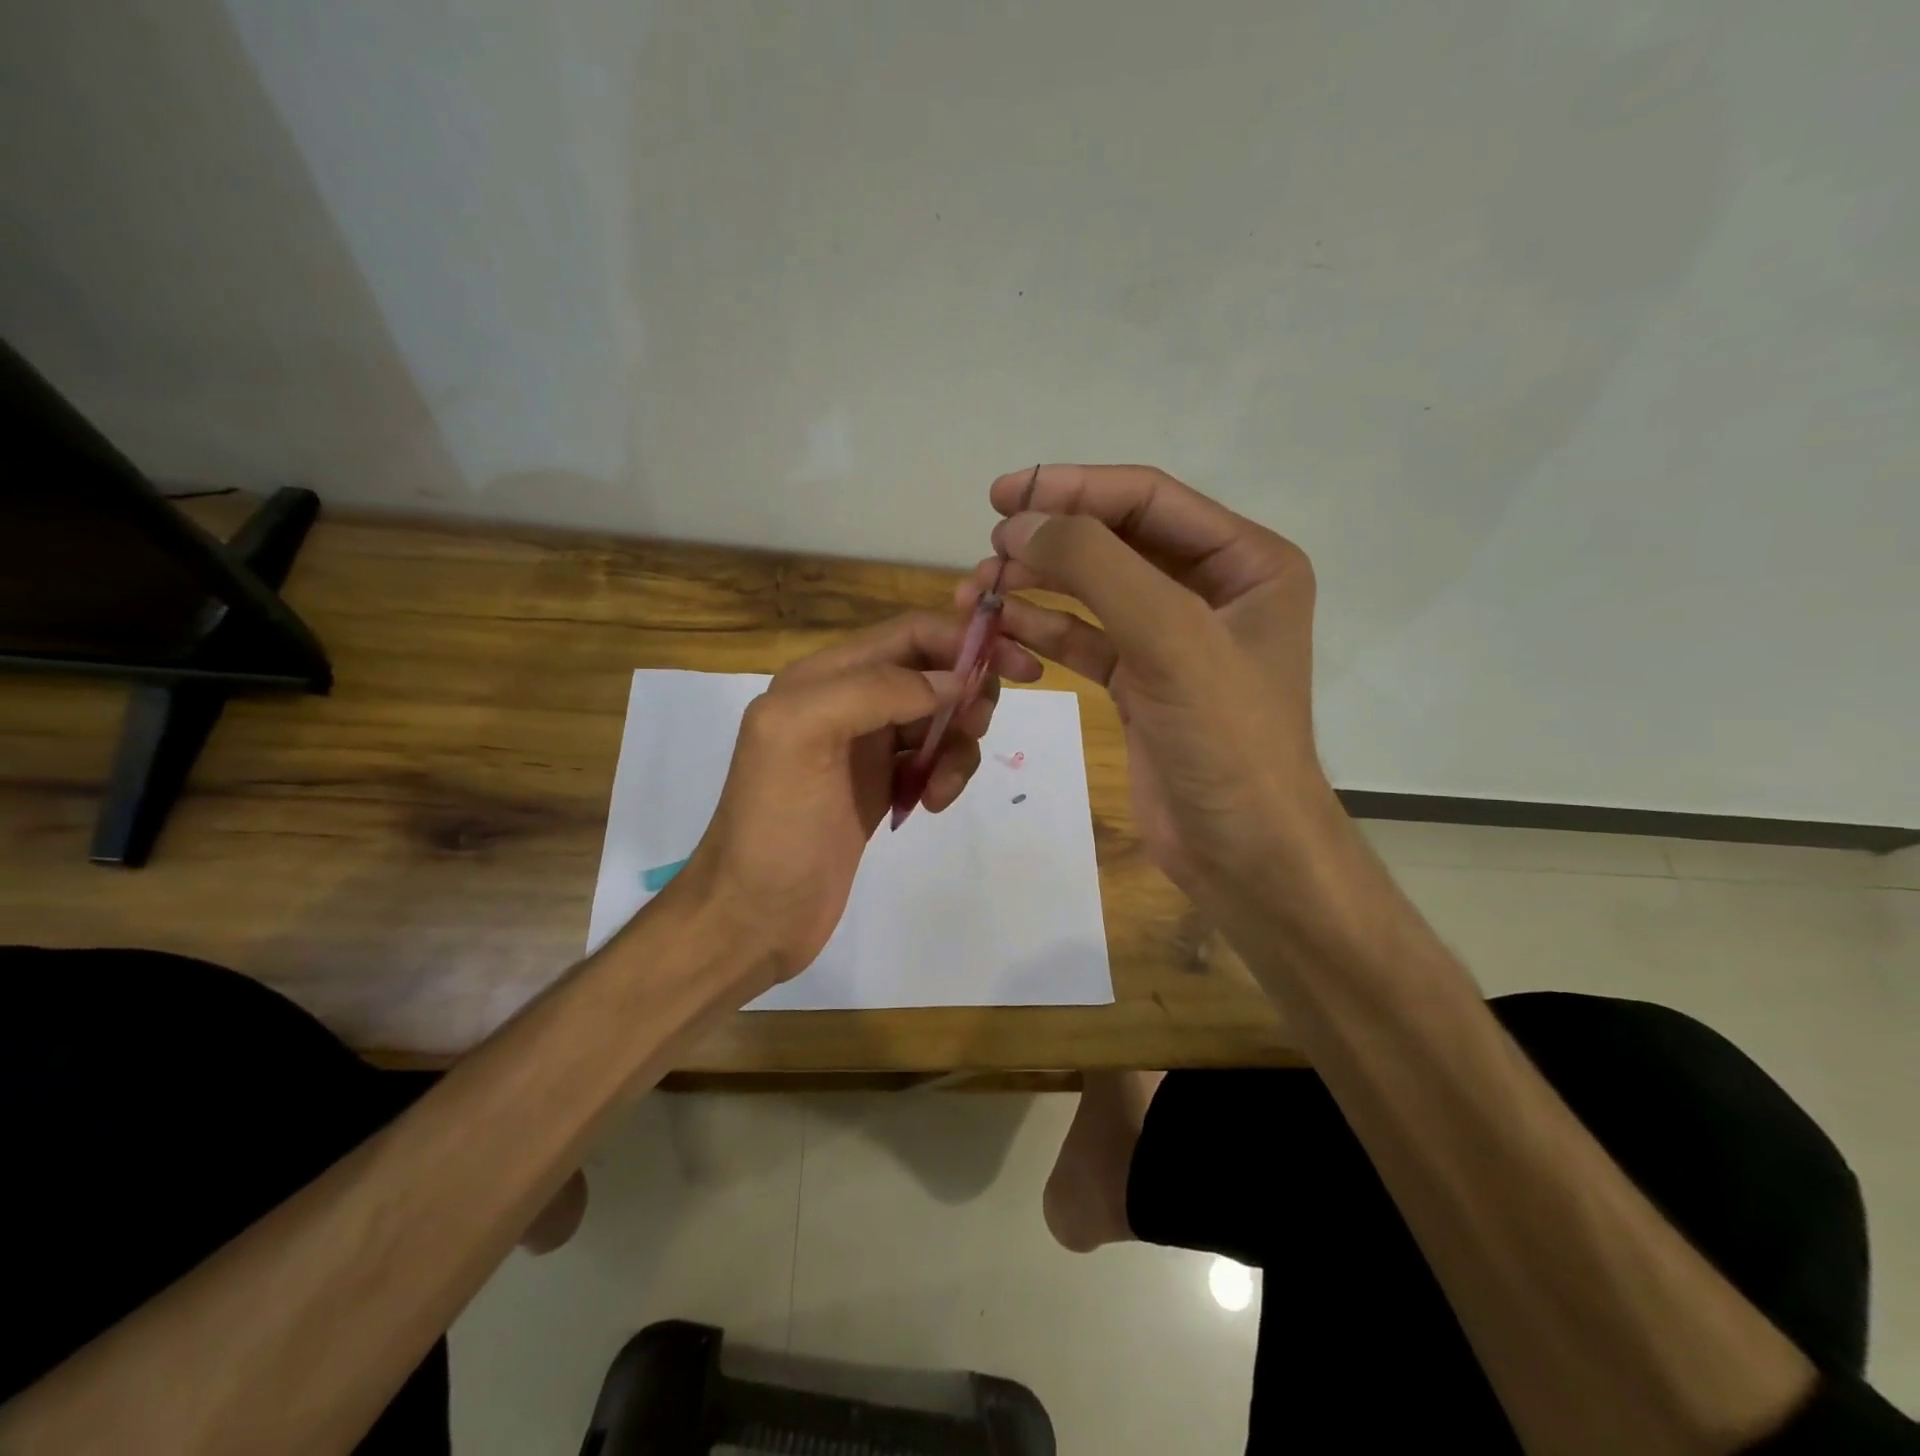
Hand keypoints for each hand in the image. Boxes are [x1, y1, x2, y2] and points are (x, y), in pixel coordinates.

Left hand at [673, 613, 1041, 986]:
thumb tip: (953, 680)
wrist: (755, 914)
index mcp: (823, 677)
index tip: (1019, 664)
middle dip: (967, 694)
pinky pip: (933, 759)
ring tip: (942, 787)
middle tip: (977, 731)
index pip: (909, 633)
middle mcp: (847, 701)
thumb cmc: (775, 825)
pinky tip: (931, 804)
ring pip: (939, 718)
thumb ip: (874, 689)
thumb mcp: (804, 736)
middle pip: (931, 671)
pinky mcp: (881, 785)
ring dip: (958, 744)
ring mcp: (866, 746)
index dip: (964, 638)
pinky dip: (945, 774)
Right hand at [960, 464, 1338, 918]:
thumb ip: (1095, 567)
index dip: (1073, 488)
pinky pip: (1086, 639)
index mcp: (1247, 562)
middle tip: (986, 550)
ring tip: (978, 591)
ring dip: (1037, 585)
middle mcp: (1213, 591)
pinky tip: (1003, 627)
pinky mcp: (1142, 683)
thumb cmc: (1226, 740)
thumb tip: (1020, 524)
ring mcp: (1175, 639)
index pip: (1148, 500)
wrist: (1243, 853)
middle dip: (1050, 540)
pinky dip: (1045, 629)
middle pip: (1117, 541)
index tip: (1003, 495)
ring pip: (1094, 591)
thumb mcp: (1170, 638)